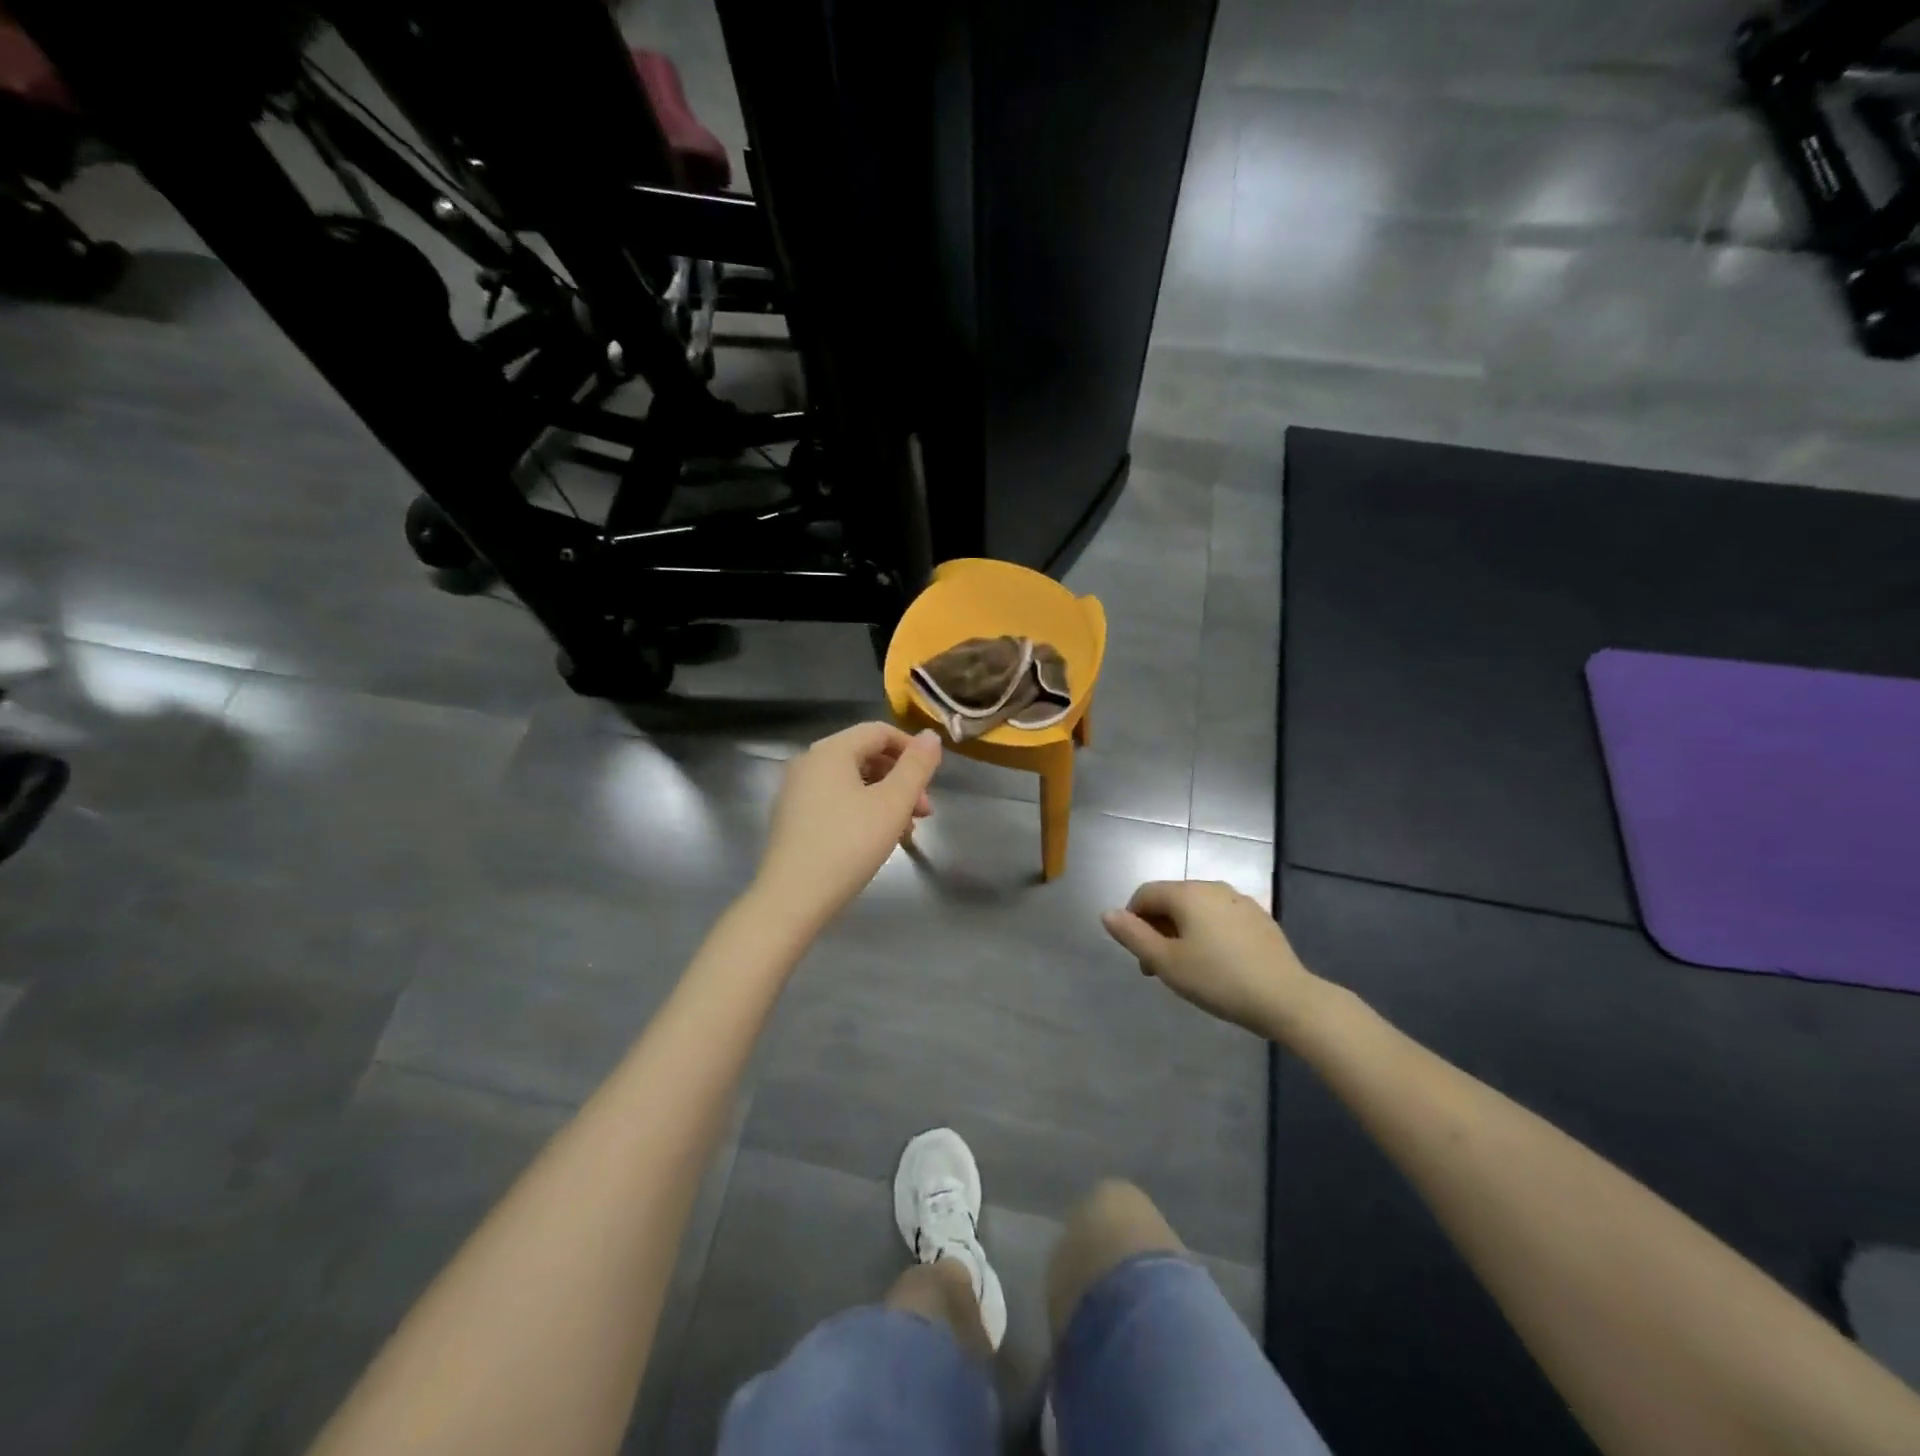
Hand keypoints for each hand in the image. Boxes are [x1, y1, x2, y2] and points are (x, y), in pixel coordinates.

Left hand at [753, 722, 942, 927]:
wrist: (792, 899)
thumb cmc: (848, 845)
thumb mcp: (892, 804)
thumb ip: (916, 767)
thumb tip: (931, 736)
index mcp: (831, 751)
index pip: (879, 732)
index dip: (912, 749)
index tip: (933, 779)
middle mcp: (809, 763)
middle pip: (866, 755)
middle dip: (901, 779)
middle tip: (925, 811)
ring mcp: (797, 791)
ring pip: (853, 781)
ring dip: (886, 798)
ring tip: (906, 831)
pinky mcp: (793, 818)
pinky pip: (836, 800)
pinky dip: (863, 810)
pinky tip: (878, 840)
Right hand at [1102, 881, 1325, 1038]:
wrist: (1287, 999)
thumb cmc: (1218, 980)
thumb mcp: (1167, 963)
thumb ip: (1133, 936)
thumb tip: (1107, 913)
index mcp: (1186, 893)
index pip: (1145, 895)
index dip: (1133, 921)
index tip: (1140, 957)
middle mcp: (1212, 887)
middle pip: (1171, 900)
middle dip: (1158, 929)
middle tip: (1160, 969)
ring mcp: (1239, 900)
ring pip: (1197, 910)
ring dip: (1182, 932)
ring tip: (1188, 969)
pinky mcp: (1259, 918)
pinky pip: (1221, 918)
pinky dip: (1209, 934)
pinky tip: (1218, 965)